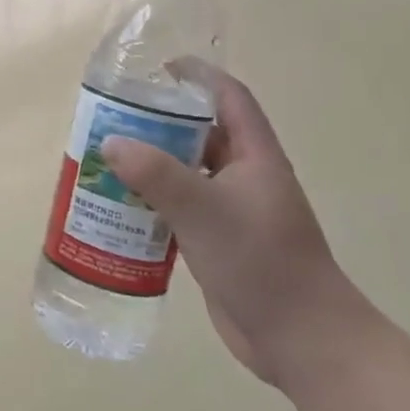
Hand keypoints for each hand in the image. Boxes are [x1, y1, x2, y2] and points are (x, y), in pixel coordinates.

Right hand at [99, 59, 367, 382]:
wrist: (301, 340)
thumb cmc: (261, 262)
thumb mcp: (204, 211)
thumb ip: (156, 174)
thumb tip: (110, 142)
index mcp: (255, 155)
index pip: (229, 97)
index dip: (197, 75)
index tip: (156, 69)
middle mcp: (245, 176)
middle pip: (201, 132)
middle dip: (160, 122)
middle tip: (114, 117)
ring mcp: (232, 210)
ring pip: (187, 172)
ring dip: (152, 163)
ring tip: (107, 158)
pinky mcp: (218, 241)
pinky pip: (180, 207)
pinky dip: (152, 200)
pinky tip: (120, 206)